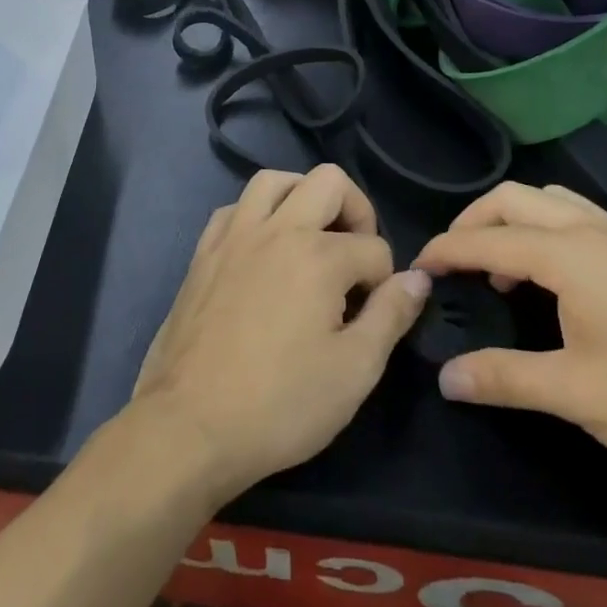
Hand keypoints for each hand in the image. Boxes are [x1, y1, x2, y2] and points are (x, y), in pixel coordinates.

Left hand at [132, 164, 429, 503]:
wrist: (189, 426)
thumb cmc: (280, 404)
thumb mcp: (355, 370)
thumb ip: (391, 315)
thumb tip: (417, 278)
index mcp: (318, 255)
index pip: (374, 248)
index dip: (385, 282)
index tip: (373, 316)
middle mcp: (276, 229)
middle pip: (328, 181)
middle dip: (356, 211)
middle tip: (355, 256)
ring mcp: (233, 236)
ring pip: (273, 180)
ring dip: (302, 196)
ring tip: (313, 237)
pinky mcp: (203, 252)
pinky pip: (234, 208)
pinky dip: (256, 215)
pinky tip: (263, 251)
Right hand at [414, 182, 606, 487]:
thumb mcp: (580, 396)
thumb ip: (506, 378)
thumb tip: (445, 377)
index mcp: (574, 255)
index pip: (490, 238)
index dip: (447, 250)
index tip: (416, 267)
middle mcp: (596, 229)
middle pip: (515, 198)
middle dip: (473, 221)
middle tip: (452, 262)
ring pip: (549, 200)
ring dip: (511, 220)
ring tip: (498, 268)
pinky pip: (576, 215)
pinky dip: (543, 228)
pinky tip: (550, 277)